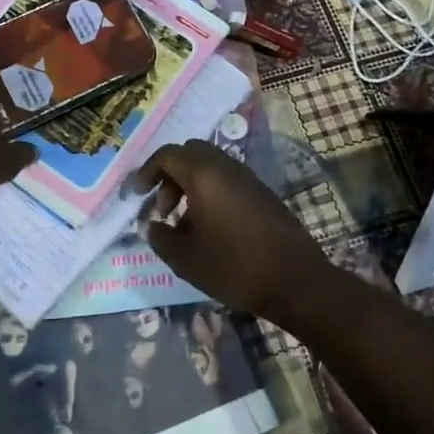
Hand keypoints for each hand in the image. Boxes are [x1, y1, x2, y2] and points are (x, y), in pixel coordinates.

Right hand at [127, 140, 330, 319]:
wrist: (296, 280)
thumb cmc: (234, 267)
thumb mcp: (185, 259)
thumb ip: (160, 237)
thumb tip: (150, 226)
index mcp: (204, 175)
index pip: (167, 155)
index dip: (146, 172)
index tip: (136, 196)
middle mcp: (226, 167)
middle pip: (189, 153)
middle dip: (169, 175)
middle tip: (162, 208)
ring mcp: (248, 178)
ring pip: (210, 167)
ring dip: (190, 185)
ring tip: (182, 224)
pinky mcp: (262, 193)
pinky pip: (227, 180)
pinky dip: (210, 193)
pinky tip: (208, 230)